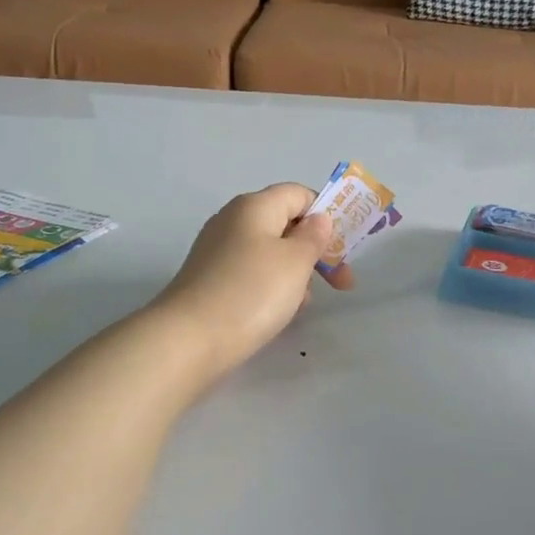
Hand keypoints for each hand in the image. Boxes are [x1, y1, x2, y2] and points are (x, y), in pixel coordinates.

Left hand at [153, 184, 353, 376]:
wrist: (190, 340)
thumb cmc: (252, 293)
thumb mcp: (295, 261)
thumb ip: (313, 236)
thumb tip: (317, 219)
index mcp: (254, 206)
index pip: (299, 194)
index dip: (326, 215)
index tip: (344, 248)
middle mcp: (232, 221)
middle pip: (285, 224)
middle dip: (316, 250)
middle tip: (340, 283)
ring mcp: (217, 251)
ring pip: (270, 252)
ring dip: (295, 273)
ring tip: (304, 302)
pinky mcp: (209, 279)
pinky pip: (251, 273)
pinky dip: (271, 287)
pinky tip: (278, 312)